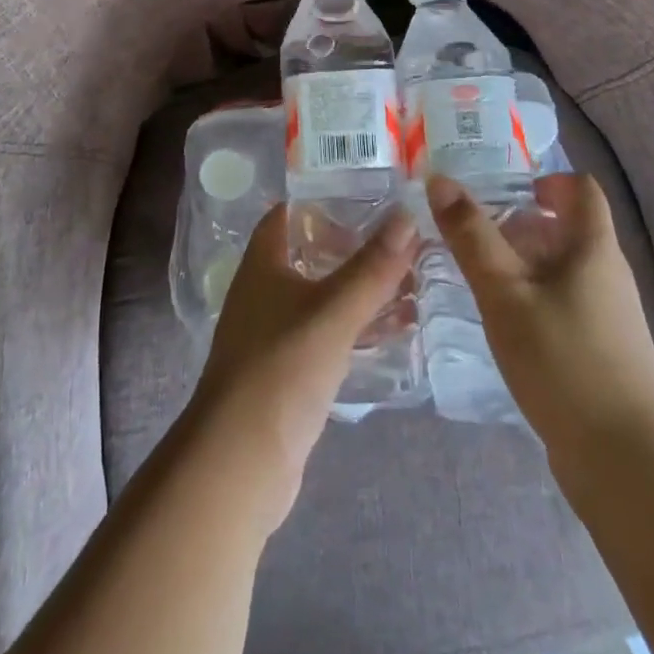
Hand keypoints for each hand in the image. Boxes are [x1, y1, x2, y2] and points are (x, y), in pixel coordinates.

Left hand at [187, 204, 417, 533]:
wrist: (241, 461)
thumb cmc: (281, 368)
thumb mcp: (333, 312)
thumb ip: (372, 268)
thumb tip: (407, 215)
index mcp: (263, 264)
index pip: (287, 214)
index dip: (322, 200)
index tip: (367, 192)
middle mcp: (264, 291)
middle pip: (310, 254)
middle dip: (352, 246)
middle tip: (402, 238)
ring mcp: (274, 333)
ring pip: (322, 297)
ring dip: (360, 290)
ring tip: (411, 281)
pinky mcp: (288, 372)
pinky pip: (328, 336)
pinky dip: (356, 328)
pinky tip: (394, 332)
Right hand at [430, 174, 653, 462]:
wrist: (626, 462)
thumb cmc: (564, 360)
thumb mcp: (505, 292)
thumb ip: (471, 236)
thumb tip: (440, 180)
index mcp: (593, 248)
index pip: (582, 189)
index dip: (547, 179)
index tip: (505, 191)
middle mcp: (607, 274)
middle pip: (568, 229)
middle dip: (521, 224)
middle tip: (473, 234)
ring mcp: (608, 317)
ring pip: (562, 270)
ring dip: (522, 263)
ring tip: (477, 276)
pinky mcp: (601, 352)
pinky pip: (563, 304)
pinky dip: (532, 298)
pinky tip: (502, 322)